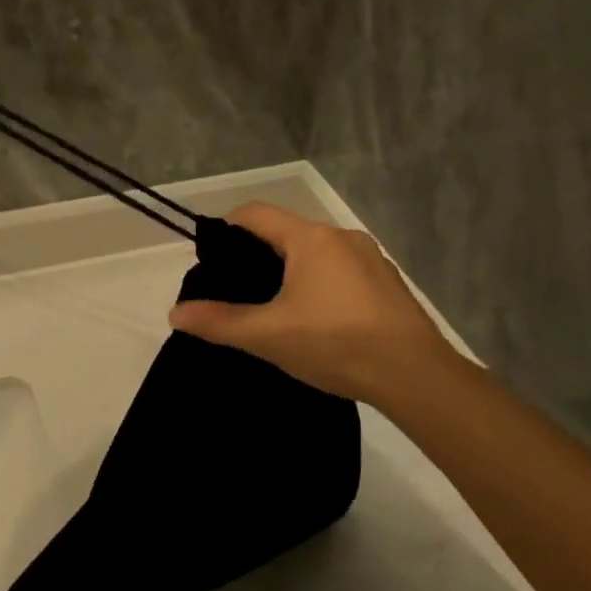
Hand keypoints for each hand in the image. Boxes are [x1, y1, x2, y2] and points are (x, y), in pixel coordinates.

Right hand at [168, 203, 457, 410]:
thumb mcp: (267, 335)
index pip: (255, 213)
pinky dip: (322, 284)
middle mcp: (341, 236)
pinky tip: (320, 320)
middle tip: (240, 291)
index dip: (227, 228)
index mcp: (309, 238)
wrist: (416, 376)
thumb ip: (218, 322)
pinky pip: (342, 271)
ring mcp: (371, 258)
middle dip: (259, 255)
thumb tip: (175, 313)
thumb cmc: (335, 344)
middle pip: (286, 232)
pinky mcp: (389, 283)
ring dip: (293, 271)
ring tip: (277, 309)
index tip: (212, 260)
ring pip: (316, 252)